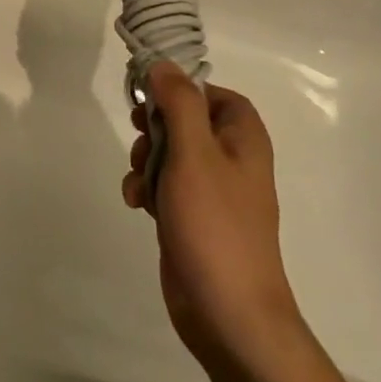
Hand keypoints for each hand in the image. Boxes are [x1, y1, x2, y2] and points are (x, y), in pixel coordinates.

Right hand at [123, 63, 305, 375]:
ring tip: (139, 180)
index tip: (149, 97)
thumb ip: (178, 103)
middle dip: (154, 127)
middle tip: (140, 135)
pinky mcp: (192, 217)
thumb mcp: (194, 153)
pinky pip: (164, 185)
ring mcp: (211, 190)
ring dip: (145, 159)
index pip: (209, 91)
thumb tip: (163, 64)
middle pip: (184, 118)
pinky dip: (147, 188)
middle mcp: (231, 157)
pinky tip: (137, 204)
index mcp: (242, 136)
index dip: (179, 90)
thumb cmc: (215, 225)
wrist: (229, 316)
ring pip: (168, 151)